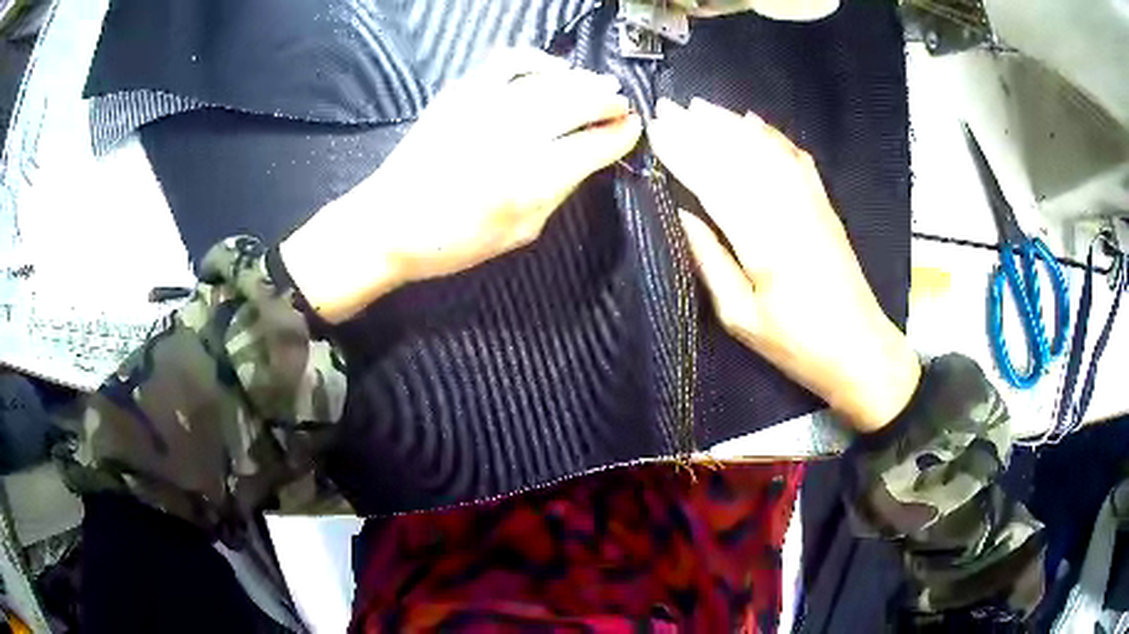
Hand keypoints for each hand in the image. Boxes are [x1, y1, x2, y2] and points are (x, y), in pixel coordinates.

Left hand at [282, 49, 641, 322]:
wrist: (388, 223)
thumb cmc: (454, 241)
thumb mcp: (520, 233)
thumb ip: (558, 192)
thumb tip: (585, 158)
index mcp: (532, 180)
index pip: (594, 145)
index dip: (620, 134)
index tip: (632, 129)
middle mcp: (515, 136)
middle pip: (579, 101)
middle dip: (608, 100)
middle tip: (620, 104)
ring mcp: (486, 107)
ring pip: (552, 79)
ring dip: (583, 79)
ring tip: (598, 84)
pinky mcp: (461, 93)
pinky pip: (509, 61)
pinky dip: (538, 60)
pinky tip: (552, 69)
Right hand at [649, 97, 918, 431]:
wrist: (861, 350)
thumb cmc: (797, 345)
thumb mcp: (742, 317)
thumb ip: (710, 261)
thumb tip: (683, 214)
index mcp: (763, 243)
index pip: (715, 183)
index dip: (684, 153)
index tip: (656, 130)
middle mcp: (788, 211)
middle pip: (738, 158)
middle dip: (699, 130)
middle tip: (667, 107)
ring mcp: (811, 203)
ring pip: (765, 151)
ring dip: (730, 125)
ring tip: (699, 106)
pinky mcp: (825, 205)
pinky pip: (796, 160)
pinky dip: (772, 136)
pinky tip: (753, 121)